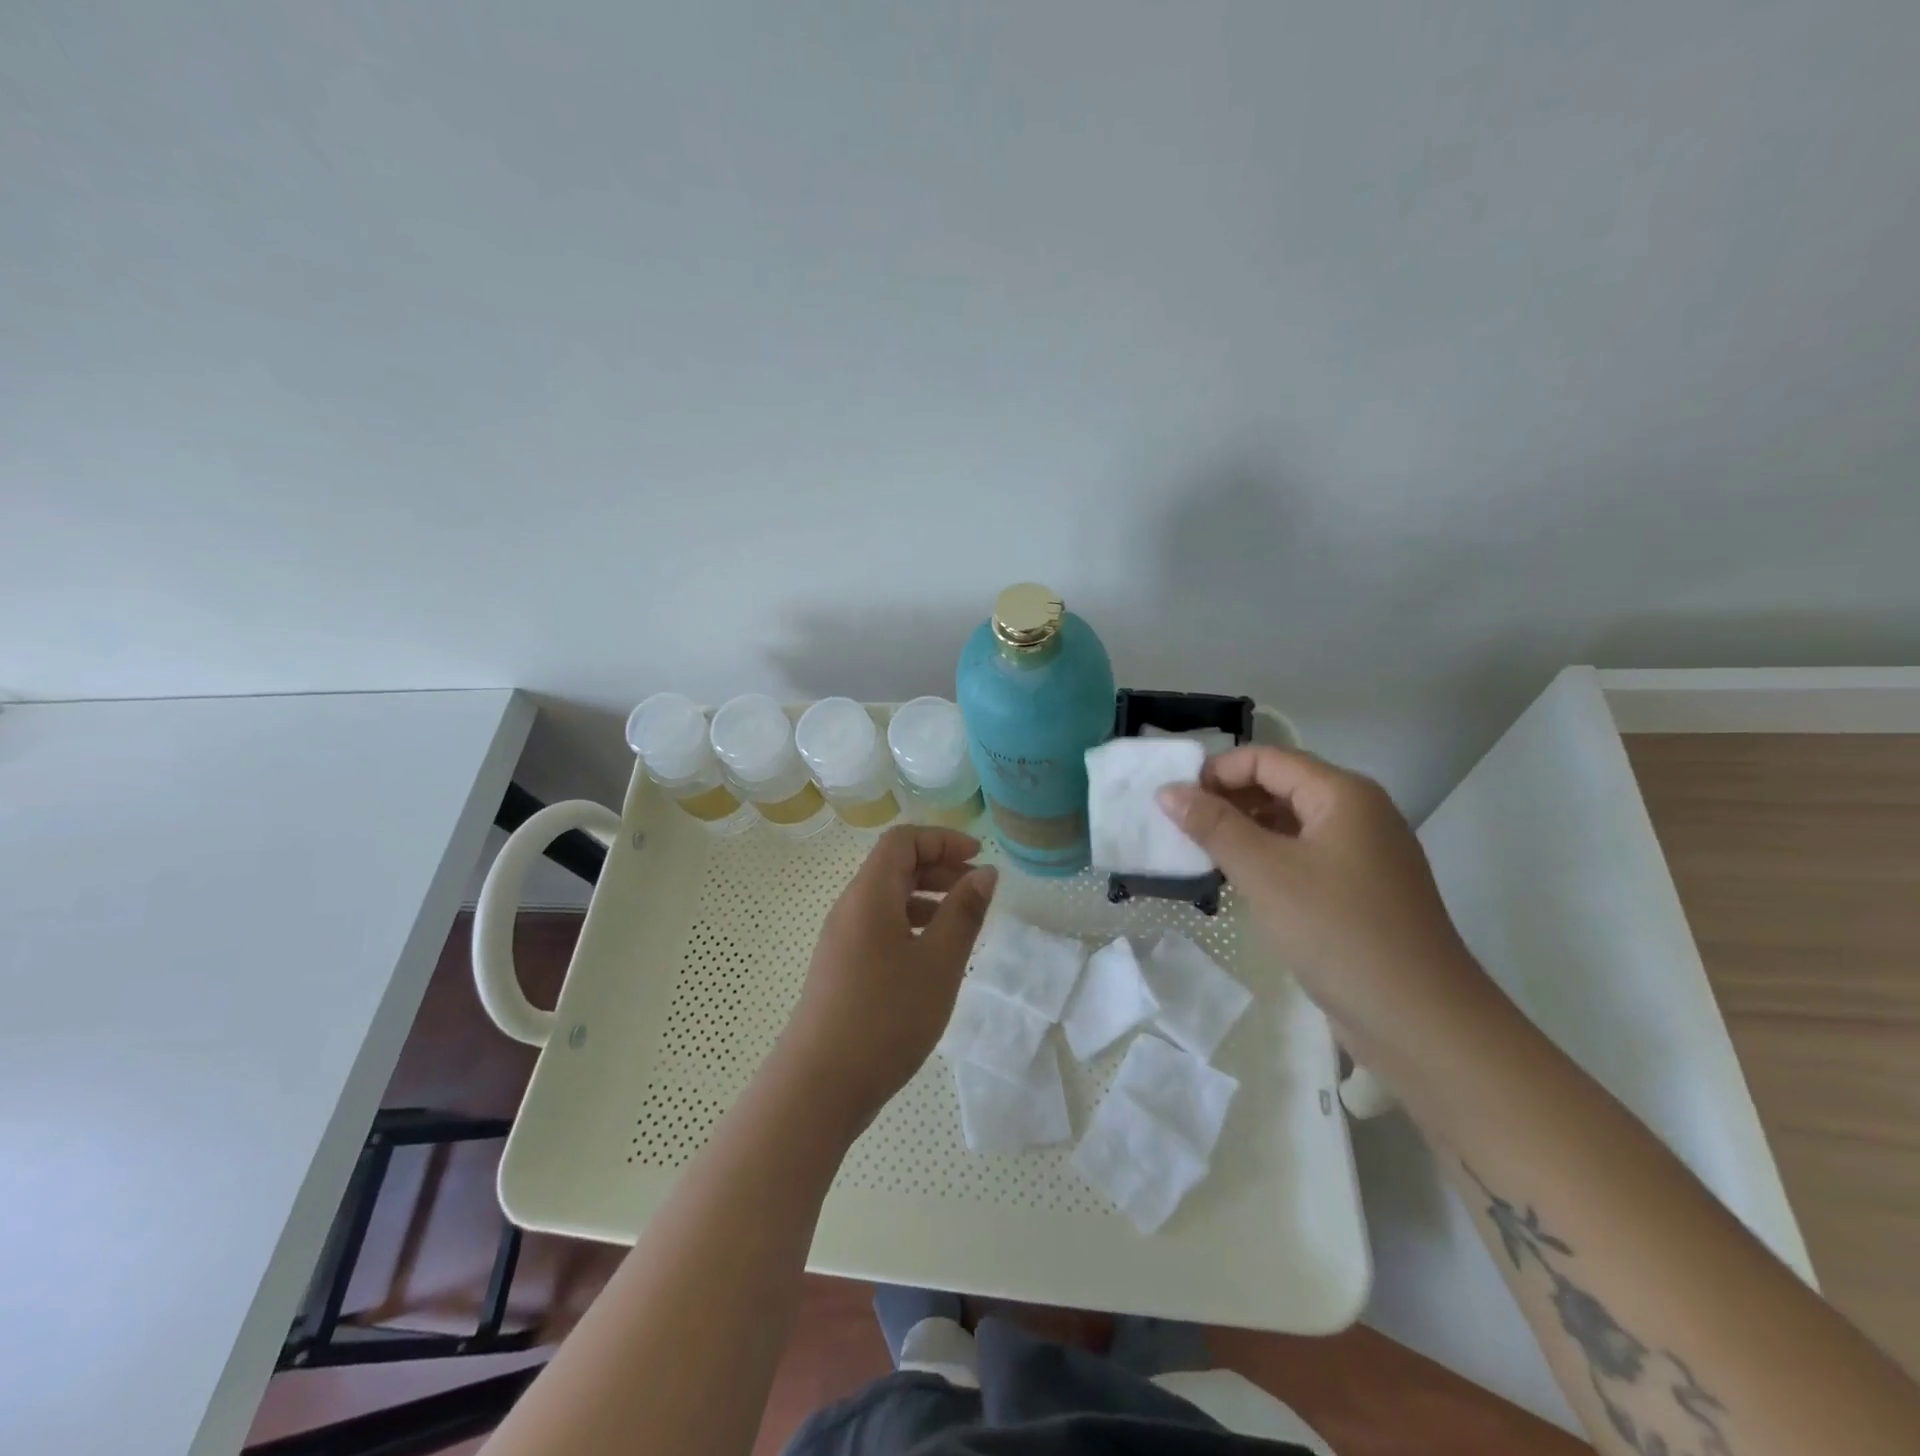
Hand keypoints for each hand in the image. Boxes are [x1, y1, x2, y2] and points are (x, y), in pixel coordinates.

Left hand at [777, 825, 997, 1129]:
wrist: (819, 1085)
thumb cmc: (886, 1016)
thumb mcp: (939, 962)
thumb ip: (964, 912)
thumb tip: (985, 873)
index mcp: (869, 894)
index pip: (903, 840)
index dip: (943, 840)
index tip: (979, 859)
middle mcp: (850, 907)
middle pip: (894, 865)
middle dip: (939, 867)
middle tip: (978, 891)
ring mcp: (841, 939)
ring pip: (887, 898)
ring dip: (927, 898)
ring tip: (962, 925)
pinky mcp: (841, 967)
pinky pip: (879, 926)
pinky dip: (911, 925)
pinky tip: (933, 957)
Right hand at [1158, 747, 1483, 1045]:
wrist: (1420, 1020)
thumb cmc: (1338, 931)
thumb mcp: (1265, 872)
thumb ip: (1214, 826)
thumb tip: (1167, 790)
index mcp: (1343, 794)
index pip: (1266, 759)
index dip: (1216, 772)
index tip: (1174, 802)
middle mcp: (1358, 813)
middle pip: (1280, 786)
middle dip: (1228, 801)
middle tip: (1181, 829)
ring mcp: (1363, 853)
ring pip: (1290, 823)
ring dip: (1244, 831)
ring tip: (1201, 855)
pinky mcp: (1360, 890)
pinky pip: (1304, 856)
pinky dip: (1267, 859)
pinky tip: (1238, 882)